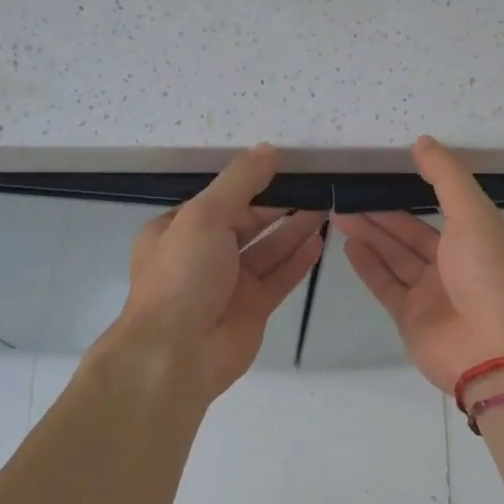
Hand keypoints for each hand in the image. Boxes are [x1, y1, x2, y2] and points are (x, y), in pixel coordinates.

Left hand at [109, 144, 325, 398]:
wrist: (177, 354)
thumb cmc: (182, 276)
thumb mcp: (204, 215)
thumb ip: (240, 182)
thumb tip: (270, 150)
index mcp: (178, 230)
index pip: (220, 199)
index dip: (251, 182)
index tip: (286, 166)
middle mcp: (203, 254)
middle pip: (247, 222)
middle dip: (279, 205)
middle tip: (316, 184)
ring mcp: (229, 284)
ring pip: (268, 249)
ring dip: (294, 229)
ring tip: (327, 205)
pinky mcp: (253, 308)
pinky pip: (280, 277)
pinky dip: (298, 259)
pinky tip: (320, 239)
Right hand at [334, 137, 503, 393]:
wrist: (495, 350)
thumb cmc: (491, 274)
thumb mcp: (475, 213)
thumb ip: (446, 177)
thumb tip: (422, 142)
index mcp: (488, 238)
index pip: (452, 207)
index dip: (422, 189)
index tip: (392, 170)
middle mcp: (463, 264)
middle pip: (416, 233)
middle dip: (385, 213)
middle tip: (350, 192)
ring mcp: (436, 293)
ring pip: (397, 257)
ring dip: (371, 235)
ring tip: (339, 212)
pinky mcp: (413, 317)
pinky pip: (387, 285)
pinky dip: (368, 266)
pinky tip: (348, 244)